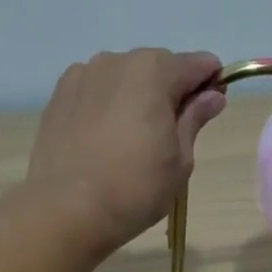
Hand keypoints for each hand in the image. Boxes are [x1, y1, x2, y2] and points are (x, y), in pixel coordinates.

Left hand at [18, 48, 227, 256]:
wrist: (65, 210)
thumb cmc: (135, 189)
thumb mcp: (180, 160)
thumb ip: (195, 119)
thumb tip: (212, 96)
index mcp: (154, 72)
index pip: (198, 64)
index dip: (210, 84)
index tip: (209, 112)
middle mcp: (117, 61)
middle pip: (159, 66)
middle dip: (171, 90)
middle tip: (170, 135)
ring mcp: (83, 74)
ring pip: (125, 77)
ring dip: (137, 96)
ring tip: (133, 139)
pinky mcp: (59, 95)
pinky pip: (96, 89)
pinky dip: (108, 104)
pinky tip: (104, 138)